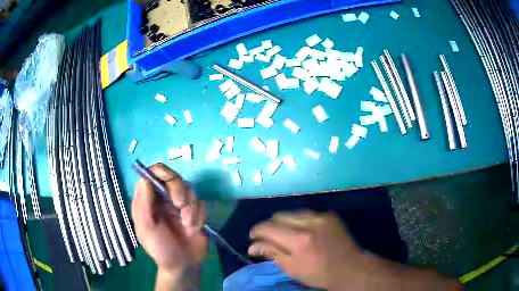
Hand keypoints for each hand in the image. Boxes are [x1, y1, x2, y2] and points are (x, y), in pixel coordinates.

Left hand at [132, 163, 206, 288]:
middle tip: (179, 205)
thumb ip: (143, 203)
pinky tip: (194, 229)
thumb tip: (145, 177)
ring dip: (189, 208)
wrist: (184, 266)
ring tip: (187, 225)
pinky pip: (201, 203)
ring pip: (189, 189)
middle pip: (173, 177)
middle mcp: (164, 198)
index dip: (159, 172)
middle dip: (178, 189)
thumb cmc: (160, 249)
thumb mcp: (146, 228)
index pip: (152, 174)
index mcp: (149, 200)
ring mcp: (181, 205)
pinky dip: (198, 215)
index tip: (165, 179)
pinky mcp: (196, 212)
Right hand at [248, 211, 363, 288]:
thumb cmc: (318, 274)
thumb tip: (252, 245)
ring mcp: (321, 217)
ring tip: (283, 233)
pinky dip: (299, 221)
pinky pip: (307, 214)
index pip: (269, 228)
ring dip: (283, 222)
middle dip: (269, 225)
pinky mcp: (329, 216)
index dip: (257, 231)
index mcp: (299, 240)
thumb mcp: (292, 269)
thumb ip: (272, 253)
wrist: (350, 267)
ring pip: (292, 213)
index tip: (253, 237)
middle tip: (267, 236)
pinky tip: (300, 230)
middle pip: (279, 216)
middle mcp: (309, 223)